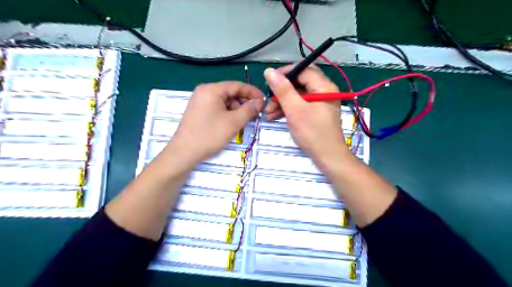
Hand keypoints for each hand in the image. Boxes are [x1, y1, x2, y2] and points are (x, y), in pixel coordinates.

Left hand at [170, 81, 263, 164]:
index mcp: (212, 89)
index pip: (237, 85)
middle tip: (257, 113)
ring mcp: (200, 101)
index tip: (264, 101)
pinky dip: (228, 113)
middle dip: (245, 102)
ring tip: (246, 120)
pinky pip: (218, 107)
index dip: (253, 92)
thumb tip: (260, 102)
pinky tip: (234, 123)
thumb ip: (249, 109)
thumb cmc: (209, 135)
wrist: (184, 153)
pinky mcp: (199, 111)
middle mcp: (205, 91)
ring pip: (225, 101)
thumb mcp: (233, 122)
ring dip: (237, 109)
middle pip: (230, 92)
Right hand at [264, 65, 347, 163]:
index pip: (303, 70)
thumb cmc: (312, 133)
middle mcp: (324, 91)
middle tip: (268, 98)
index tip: (268, 81)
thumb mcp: (295, 110)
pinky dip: (288, 109)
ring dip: (282, 102)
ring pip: (298, 95)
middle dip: (281, 90)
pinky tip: (275, 116)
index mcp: (323, 86)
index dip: (284, 73)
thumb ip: (282, 90)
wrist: (327, 157)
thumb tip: (269, 71)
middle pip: (299, 82)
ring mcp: (320, 102)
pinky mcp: (316, 113)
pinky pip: (300, 105)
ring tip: (268, 112)